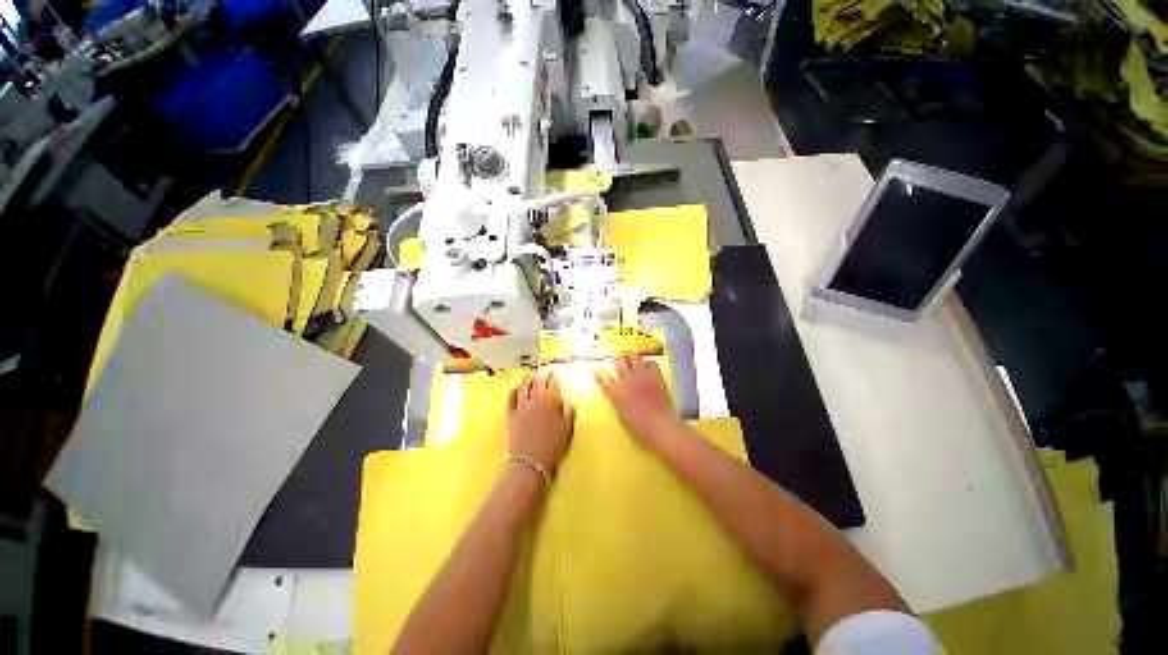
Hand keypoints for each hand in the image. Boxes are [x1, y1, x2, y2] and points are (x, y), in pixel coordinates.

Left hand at [508, 372, 575, 472]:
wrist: (532, 463)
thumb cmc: (553, 447)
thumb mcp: (568, 429)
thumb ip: (568, 411)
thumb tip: (565, 401)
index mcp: (551, 402)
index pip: (553, 383)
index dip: (555, 377)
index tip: (556, 374)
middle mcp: (535, 400)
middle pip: (538, 381)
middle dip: (542, 374)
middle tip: (545, 372)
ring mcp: (521, 407)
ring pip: (523, 386)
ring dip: (528, 378)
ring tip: (531, 375)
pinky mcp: (511, 414)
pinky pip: (511, 398)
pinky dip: (514, 390)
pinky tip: (516, 388)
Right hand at [593, 353, 682, 451]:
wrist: (661, 427)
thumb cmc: (639, 429)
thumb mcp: (621, 416)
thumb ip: (617, 401)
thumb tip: (617, 394)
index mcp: (616, 393)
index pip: (603, 378)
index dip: (598, 373)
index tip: (596, 370)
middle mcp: (627, 380)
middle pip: (618, 361)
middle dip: (616, 359)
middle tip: (617, 360)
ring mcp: (642, 376)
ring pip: (634, 356)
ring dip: (631, 357)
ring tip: (632, 360)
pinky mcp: (656, 376)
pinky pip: (651, 362)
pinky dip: (648, 363)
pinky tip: (647, 367)